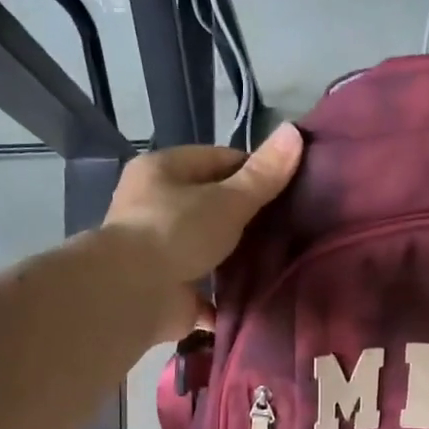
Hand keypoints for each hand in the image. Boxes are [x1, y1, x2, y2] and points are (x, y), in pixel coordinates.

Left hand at [101, 125, 303, 341]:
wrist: (134, 295)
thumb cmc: (177, 232)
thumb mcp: (228, 199)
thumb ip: (263, 174)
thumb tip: (295, 132)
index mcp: (162, 170)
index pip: (217, 160)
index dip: (254, 171)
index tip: (289, 189)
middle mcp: (154, 206)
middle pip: (211, 204)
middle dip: (247, 217)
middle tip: (289, 226)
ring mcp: (159, 250)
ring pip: (208, 247)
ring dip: (236, 257)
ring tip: (279, 260)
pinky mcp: (167, 290)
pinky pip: (204, 289)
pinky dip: (225, 295)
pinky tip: (256, 296)